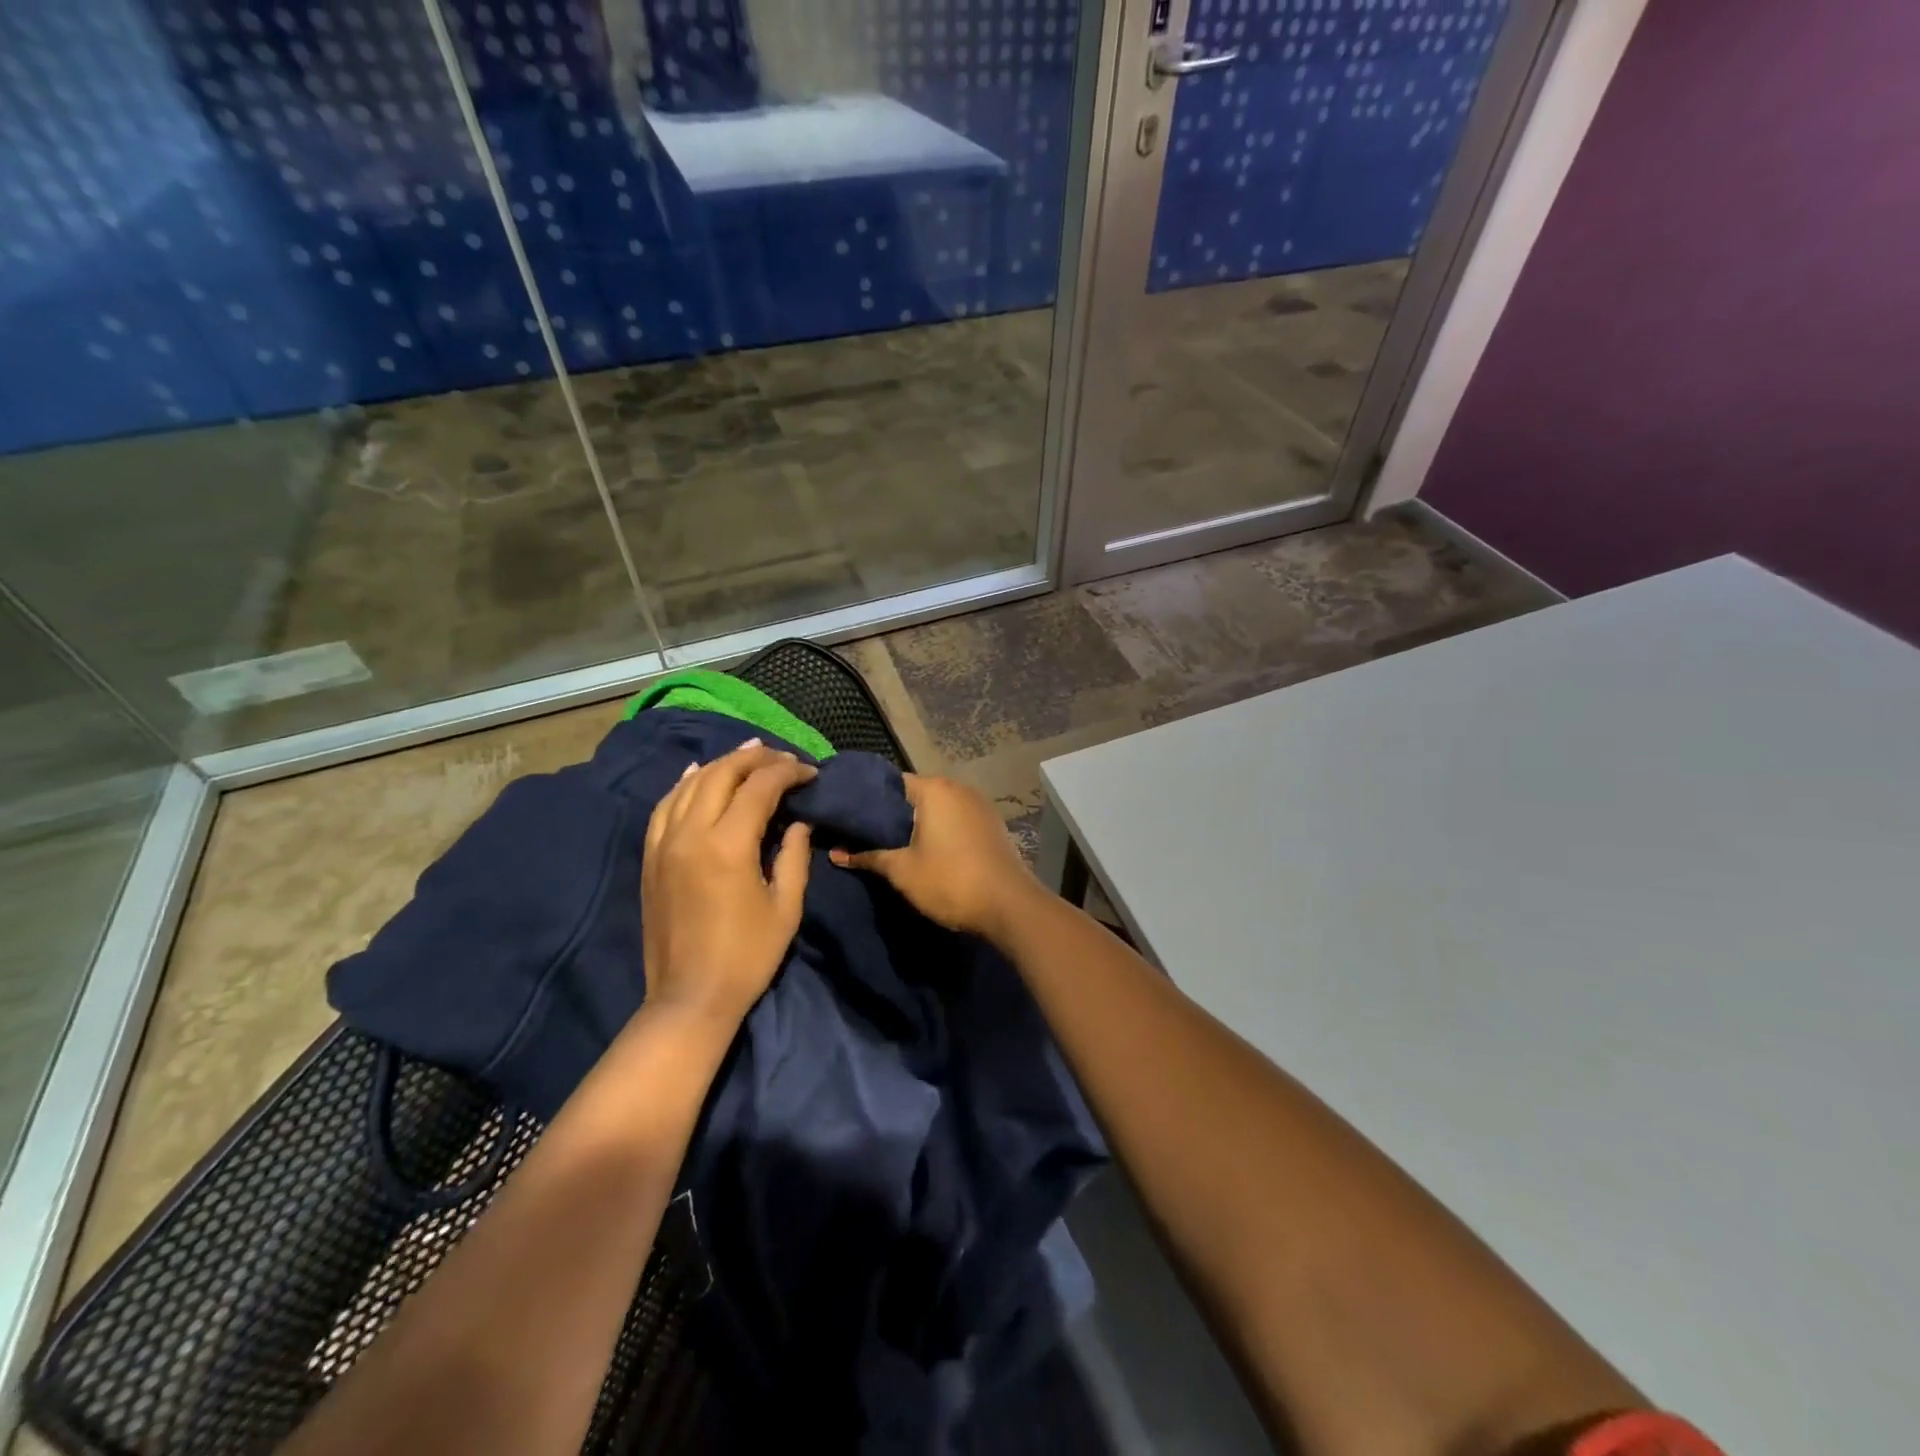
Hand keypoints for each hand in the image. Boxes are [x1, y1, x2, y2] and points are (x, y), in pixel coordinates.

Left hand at [641, 740, 816, 1026]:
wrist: (689, 997)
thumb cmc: (747, 956)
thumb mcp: (786, 907)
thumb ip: (794, 856)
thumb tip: (798, 823)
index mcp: (728, 845)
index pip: (760, 787)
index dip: (788, 772)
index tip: (810, 773)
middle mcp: (690, 834)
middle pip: (721, 774)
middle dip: (755, 758)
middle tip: (782, 757)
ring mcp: (664, 844)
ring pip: (690, 784)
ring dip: (721, 764)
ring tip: (748, 754)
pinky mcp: (650, 858)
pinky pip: (664, 806)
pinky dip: (683, 784)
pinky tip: (696, 772)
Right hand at [829, 774, 1041, 942]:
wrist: (1009, 906)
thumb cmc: (950, 881)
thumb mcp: (902, 871)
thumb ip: (868, 857)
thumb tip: (835, 854)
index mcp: (934, 789)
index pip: (892, 783)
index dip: (869, 799)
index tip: (849, 816)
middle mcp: (958, 788)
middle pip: (916, 794)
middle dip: (892, 813)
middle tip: (864, 834)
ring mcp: (979, 805)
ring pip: (938, 808)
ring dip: (918, 824)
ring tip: (892, 845)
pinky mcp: (991, 825)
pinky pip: (956, 820)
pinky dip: (940, 831)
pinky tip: (927, 851)